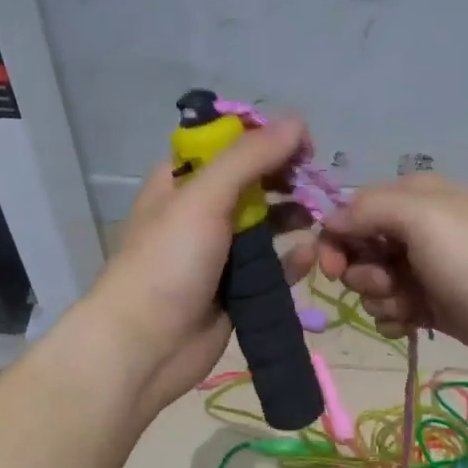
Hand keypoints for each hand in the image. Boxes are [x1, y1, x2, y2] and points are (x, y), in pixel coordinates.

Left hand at [95, 117, 315, 413]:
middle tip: (316, 185)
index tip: (303, 145)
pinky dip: (292, 260)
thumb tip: (296, 121)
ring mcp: (220, 253)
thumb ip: (249, 157)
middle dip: (286, 181)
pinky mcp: (237, 290)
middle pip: (254, 184)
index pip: (230, 145)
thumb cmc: (167, 263)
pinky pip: (273, 268)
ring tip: (321, 219)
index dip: (266, 139)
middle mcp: (201, 212)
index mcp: (182, 181)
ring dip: (294, 219)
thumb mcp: (203, 198)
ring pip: (267, 226)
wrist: (145, 346)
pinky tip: (309, 256)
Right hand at [317, 173, 467, 373]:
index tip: (334, 267)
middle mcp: (415, 230)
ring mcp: (423, 269)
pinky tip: (413, 324)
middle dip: (363, 273)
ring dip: (381, 299)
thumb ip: (369, 209)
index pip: (352, 211)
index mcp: (414, 198)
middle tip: (388, 283)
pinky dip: (394, 319)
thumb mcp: (423, 219)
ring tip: (411, 306)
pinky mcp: (430, 305)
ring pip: (371, 285)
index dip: (337, 239)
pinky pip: (390, 311)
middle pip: (358, 250)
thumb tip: (329, 220)